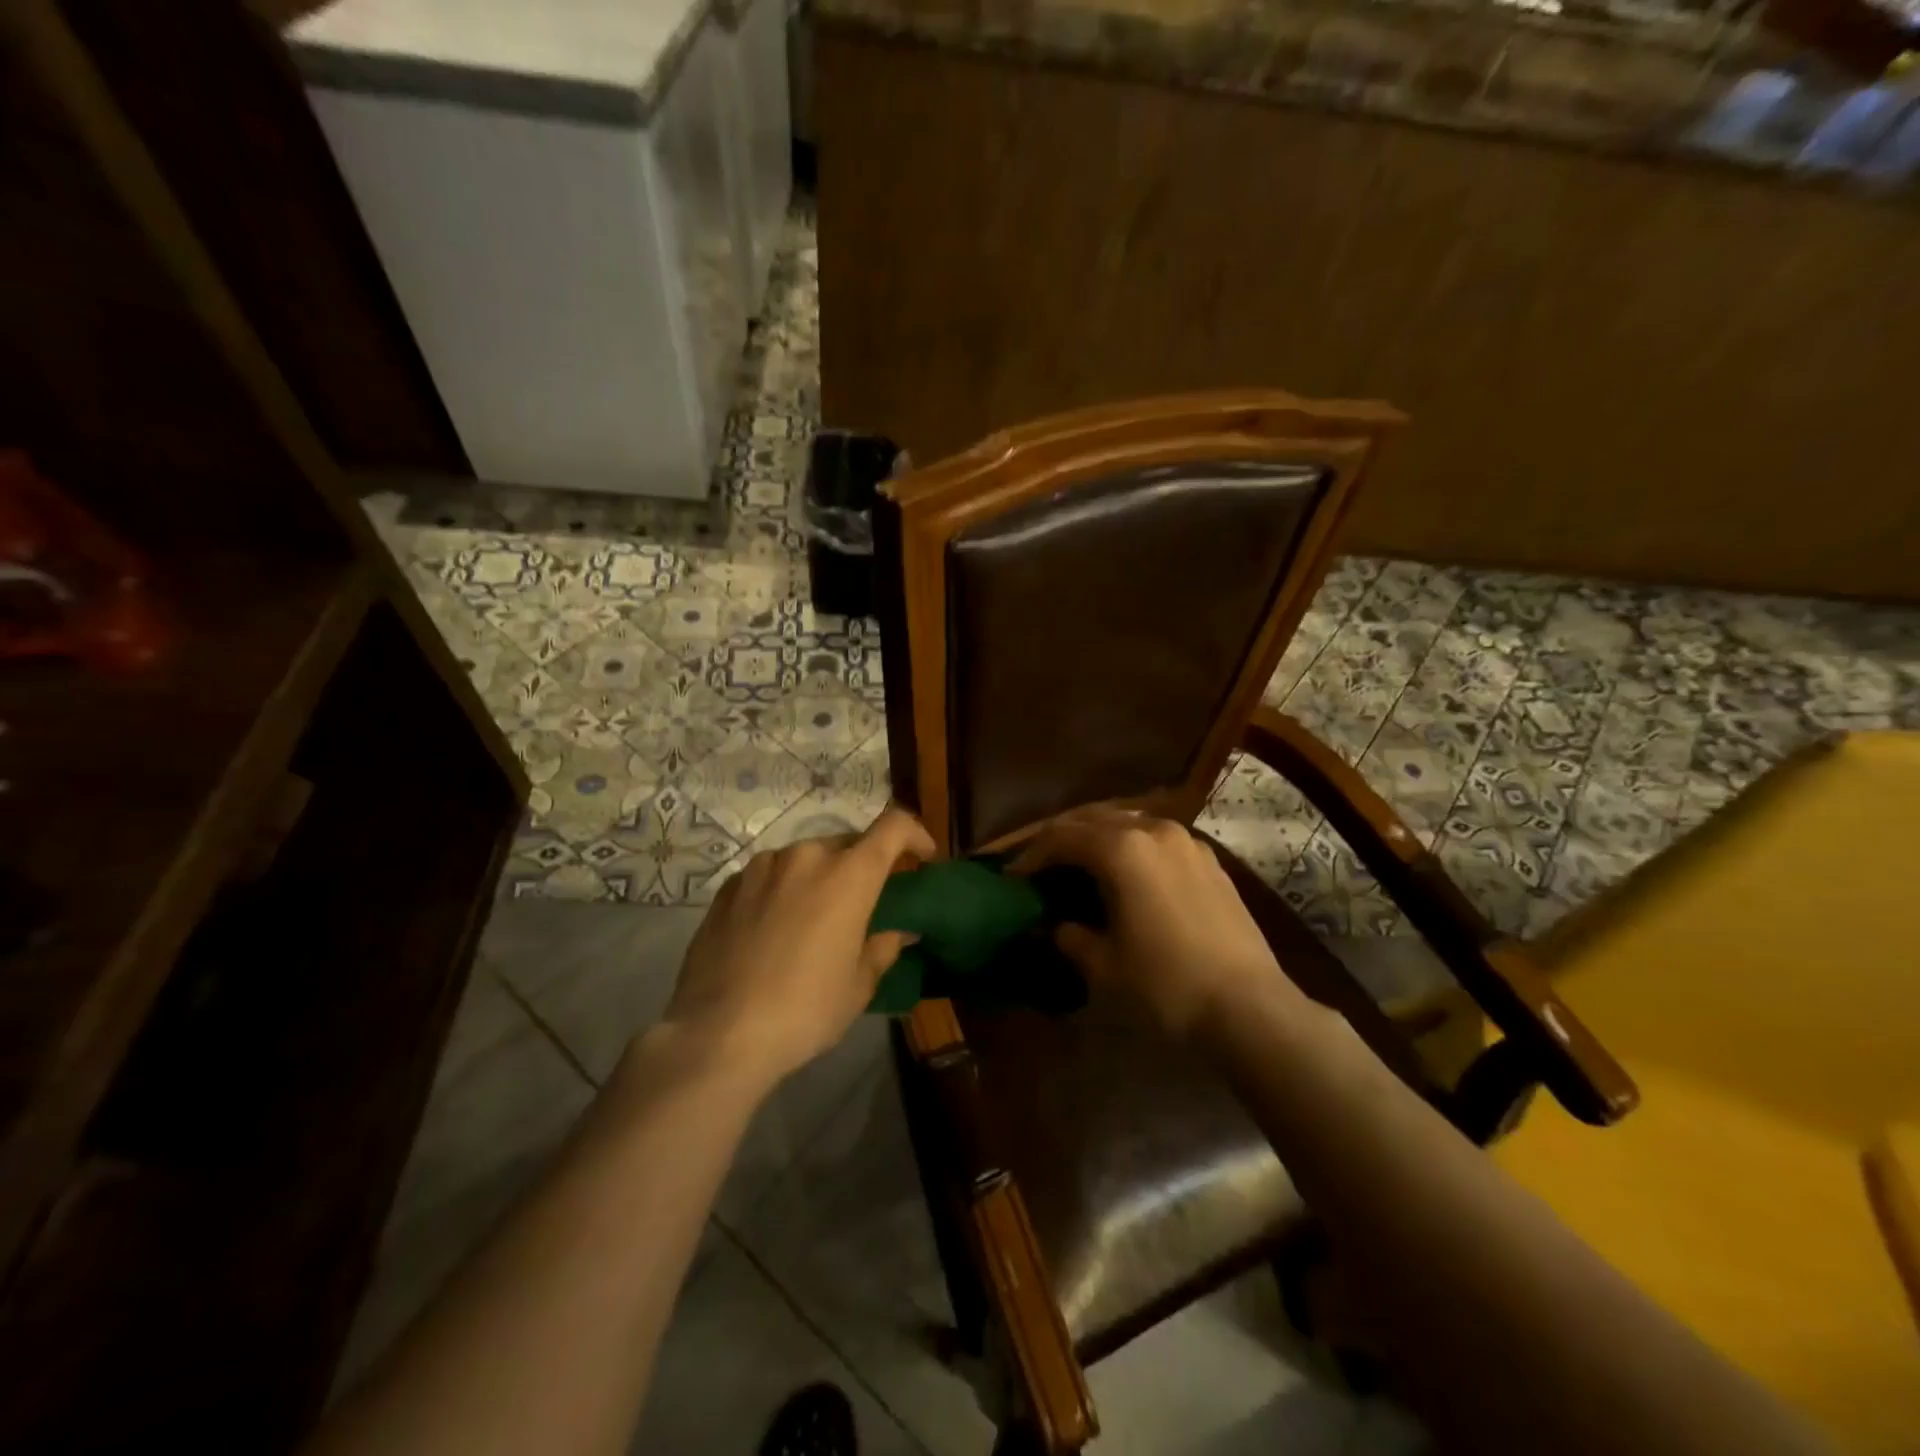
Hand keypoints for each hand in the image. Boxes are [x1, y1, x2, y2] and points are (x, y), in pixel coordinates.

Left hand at [663, 807, 936, 1086]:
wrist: (717, 1034)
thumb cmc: (804, 1010)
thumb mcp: (857, 986)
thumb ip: (881, 948)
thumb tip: (898, 933)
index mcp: (848, 874)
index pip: (893, 826)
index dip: (915, 834)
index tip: (922, 858)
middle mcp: (806, 856)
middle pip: (848, 842)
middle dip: (863, 864)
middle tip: (865, 901)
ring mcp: (762, 867)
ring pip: (805, 858)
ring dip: (820, 877)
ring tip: (815, 918)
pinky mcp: (728, 886)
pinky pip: (770, 875)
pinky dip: (784, 889)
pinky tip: (775, 928)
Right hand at [1011, 806, 1308, 1044]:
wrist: (1250, 1008)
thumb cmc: (1166, 985)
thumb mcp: (1103, 966)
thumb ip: (1071, 935)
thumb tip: (1055, 925)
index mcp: (1122, 849)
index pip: (1061, 837)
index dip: (1031, 856)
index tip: (1012, 878)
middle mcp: (1153, 830)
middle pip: (1093, 818)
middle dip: (1061, 838)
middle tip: (1040, 865)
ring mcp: (1187, 842)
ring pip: (1128, 821)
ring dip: (1097, 837)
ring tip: (1079, 864)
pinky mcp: (1208, 860)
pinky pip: (1156, 838)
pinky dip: (1130, 846)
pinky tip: (1126, 873)